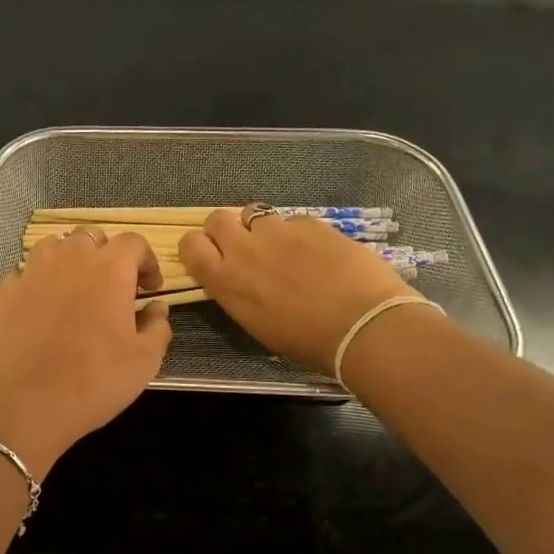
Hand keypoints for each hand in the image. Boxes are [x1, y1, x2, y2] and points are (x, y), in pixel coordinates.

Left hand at [0, 229, 172, 476]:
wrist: (25, 403)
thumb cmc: (95, 380)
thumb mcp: (144, 360)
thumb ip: (157, 326)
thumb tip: (156, 308)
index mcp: (109, 268)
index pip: (133, 243)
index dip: (146, 261)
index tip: (149, 289)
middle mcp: (69, 258)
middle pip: (92, 238)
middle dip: (107, 255)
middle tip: (112, 287)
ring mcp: (31, 271)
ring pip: (54, 247)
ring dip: (69, 260)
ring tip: (74, 289)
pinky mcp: (5, 291)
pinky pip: (25, 273)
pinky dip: (38, 281)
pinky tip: (41, 308)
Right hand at [179, 209, 414, 374]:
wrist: (363, 325)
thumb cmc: (306, 341)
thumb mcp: (256, 324)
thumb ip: (238, 293)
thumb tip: (240, 281)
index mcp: (225, 280)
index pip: (190, 245)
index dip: (198, 247)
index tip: (211, 256)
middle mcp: (244, 249)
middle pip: (216, 218)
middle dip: (226, 229)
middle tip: (244, 247)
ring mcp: (278, 231)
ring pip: (254, 212)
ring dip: (261, 227)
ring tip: (282, 247)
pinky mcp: (310, 223)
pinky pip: (293, 220)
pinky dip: (298, 233)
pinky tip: (318, 252)